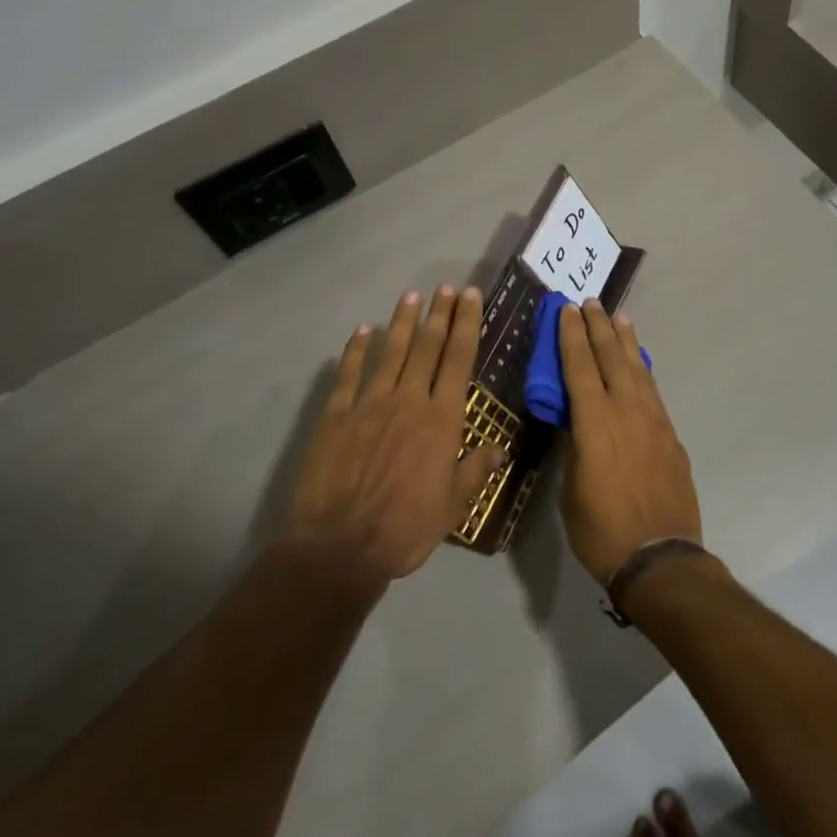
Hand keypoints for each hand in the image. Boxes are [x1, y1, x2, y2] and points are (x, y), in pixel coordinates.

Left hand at [287, 286, 501, 585]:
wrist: (339, 548)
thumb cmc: (405, 528)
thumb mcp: (453, 506)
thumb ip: (475, 470)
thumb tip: (500, 447)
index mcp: (441, 419)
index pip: (458, 359)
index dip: (466, 324)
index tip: (470, 297)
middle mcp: (409, 400)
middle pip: (427, 347)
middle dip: (439, 314)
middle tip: (446, 288)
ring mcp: (369, 404)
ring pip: (391, 352)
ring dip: (403, 322)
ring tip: (412, 296)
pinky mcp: (336, 416)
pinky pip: (349, 375)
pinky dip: (356, 350)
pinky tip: (363, 331)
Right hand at [557, 300, 702, 584]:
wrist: (660, 557)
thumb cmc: (601, 530)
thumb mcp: (570, 490)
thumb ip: (574, 448)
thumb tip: (576, 424)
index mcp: (594, 422)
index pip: (579, 367)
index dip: (571, 336)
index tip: (566, 310)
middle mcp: (626, 411)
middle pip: (611, 358)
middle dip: (598, 327)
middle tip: (590, 302)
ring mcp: (654, 421)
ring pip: (638, 369)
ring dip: (626, 342)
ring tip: (619, 318)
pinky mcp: (671, 435)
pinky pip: (653, 391)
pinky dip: (643, 370)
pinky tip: (640, 364)